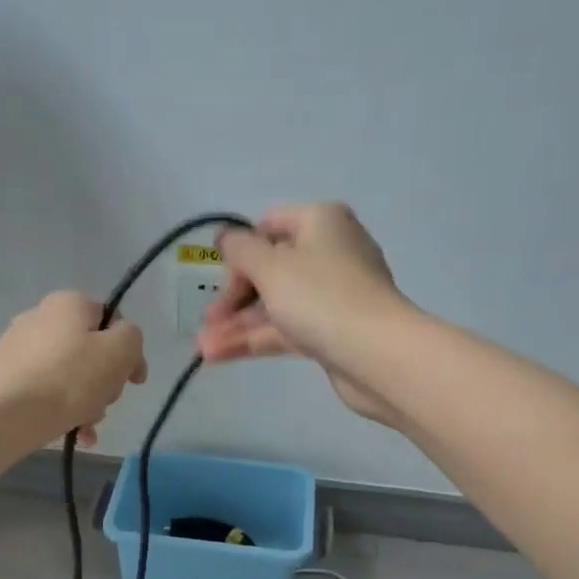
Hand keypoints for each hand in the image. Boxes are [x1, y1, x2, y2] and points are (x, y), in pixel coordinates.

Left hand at [0, 290, 146, 445]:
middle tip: (106, 402)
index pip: (112, 319)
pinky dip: (64, 412)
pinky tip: (74, 436)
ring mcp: (19, 350)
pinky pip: (47, 393)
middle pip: (91, 351)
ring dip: (88, 402)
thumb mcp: (118, 352)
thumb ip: (132, 339)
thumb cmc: (68, 378)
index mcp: (70, 303)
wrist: (1, 413)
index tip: (136, 382)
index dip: (129, 351)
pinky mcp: (6, 379)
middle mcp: (41, 318)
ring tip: (86, 425)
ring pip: (70, 377)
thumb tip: (121, 343)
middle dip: (106, 382)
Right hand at [196, 203, 410, 421]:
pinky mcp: (332, 332)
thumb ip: (240, 250)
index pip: (270, 226)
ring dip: (238, 324)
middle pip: (271, 268)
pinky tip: (219, 355)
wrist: (376, 354)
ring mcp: (333, 296)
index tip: (218, 277)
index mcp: (321, 222)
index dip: (240, 249)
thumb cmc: (321, 296)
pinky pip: (287, 329)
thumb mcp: (271, 266)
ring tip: (202, 347)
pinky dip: (256, 340)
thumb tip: (225, 237)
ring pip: (276, 304)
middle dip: (234, 297)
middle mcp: (330, 253)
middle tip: (208, 321)